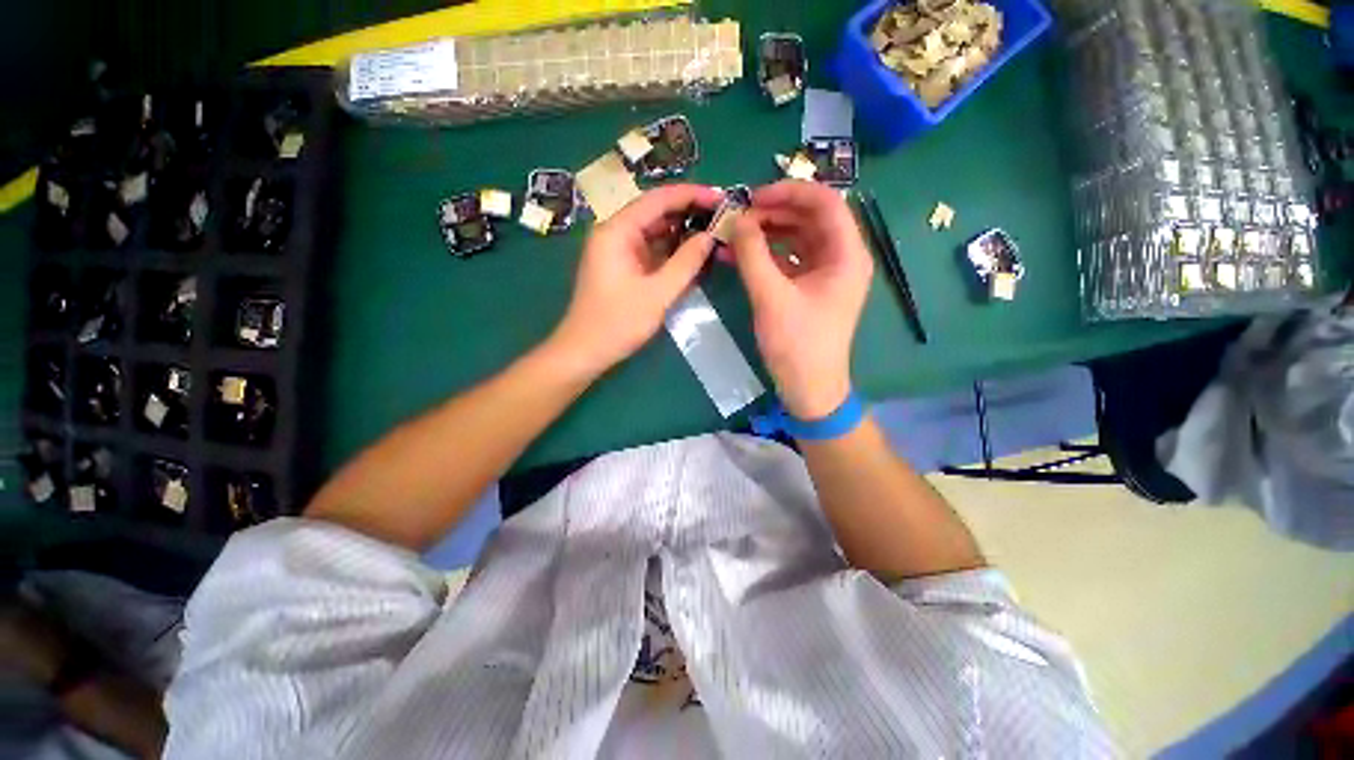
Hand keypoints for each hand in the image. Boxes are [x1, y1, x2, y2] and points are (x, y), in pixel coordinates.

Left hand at [550, 184, 721, 375]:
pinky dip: (671, 252)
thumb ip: (686, 263)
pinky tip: (693, 255)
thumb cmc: (617, 323)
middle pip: (656, 212)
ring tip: (715, 235)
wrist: (584, 352)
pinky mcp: (622, 267)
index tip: (721, 198)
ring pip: (655, 232)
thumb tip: (710, 236)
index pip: (658, 199)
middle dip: (690, 214)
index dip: (692, 195)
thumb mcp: (658, 293)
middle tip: (723, 218)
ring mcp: (618, 250)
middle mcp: (615, 233)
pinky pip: (651, 251)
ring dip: (682, 233)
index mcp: (617, 231)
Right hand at [731, 181, 872, 419]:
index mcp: (847, 254)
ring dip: (766, 233)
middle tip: (738, 216)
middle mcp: (841, 258)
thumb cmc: (797, 344)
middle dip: (773, 212)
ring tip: (733, 234)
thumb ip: (752, 254)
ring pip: (797, 238)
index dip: (789, 192)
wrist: (809, 388)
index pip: (825, 202)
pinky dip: (766, 255)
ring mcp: (825, 274)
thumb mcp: (771, 296)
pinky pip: (789, 261)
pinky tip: (738, 255)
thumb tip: (736, 218)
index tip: (754, 197)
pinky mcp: (810, 289)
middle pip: (810, 218)